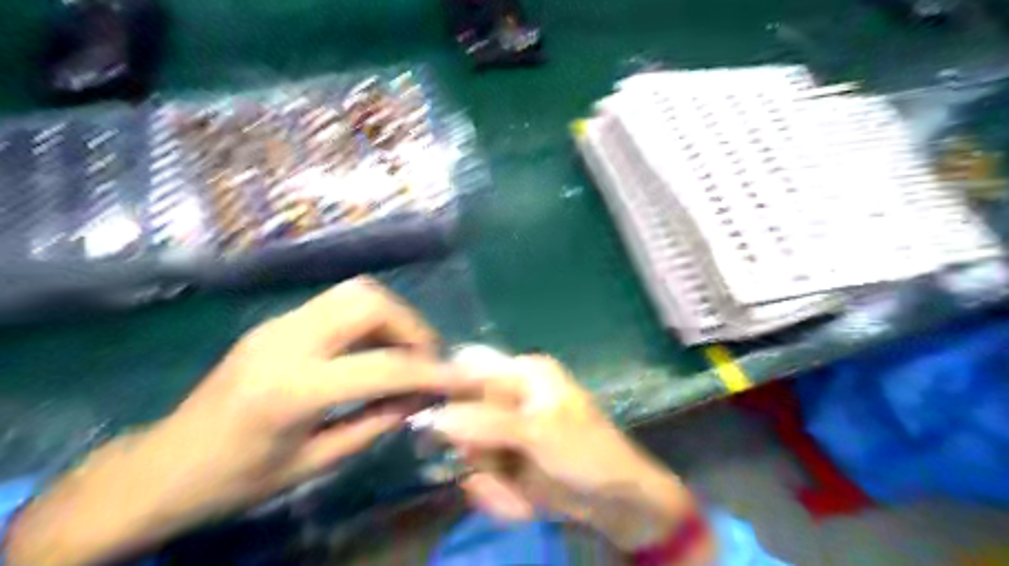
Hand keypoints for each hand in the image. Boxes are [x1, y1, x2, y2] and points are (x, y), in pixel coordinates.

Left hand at [5, 280, 474, 564]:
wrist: (159, 468)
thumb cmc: (236, 480)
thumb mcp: (314, 464)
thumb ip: (375, 425)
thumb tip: (421, 398)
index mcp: (292, 390)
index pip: (383, 366)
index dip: (430, 371)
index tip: (460, 378)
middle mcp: (286, 342)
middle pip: (369, 302)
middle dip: (412, 326)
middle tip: (428, 358)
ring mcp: (277, 324)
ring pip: (354, 291)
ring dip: (392, 316)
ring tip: (406, 349)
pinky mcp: (275, 322)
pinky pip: (337, 303)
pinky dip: (370, 318)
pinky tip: (375, 346)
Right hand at [433, 355, 707, 558]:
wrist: (617, 500)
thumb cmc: (586, 451)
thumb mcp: (537, 432)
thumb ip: (487, 423)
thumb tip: (435, 416)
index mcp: (522, 373)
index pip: (469, 367)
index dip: (447, 388)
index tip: (432, 423)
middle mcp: (510, 395)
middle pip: (462, 412)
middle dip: (472, 447)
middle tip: (490, 466)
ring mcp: (506, 429)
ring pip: (468, 448)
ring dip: (486, 477)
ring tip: (514, 492)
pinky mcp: (507, 458)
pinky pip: (481, 473)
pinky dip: (495, 493)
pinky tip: (520, 503)